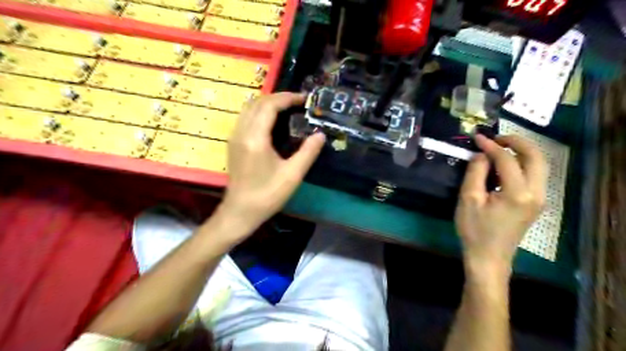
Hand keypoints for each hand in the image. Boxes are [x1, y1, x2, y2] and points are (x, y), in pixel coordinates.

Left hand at [219, 92, 324, 238]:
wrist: (240, 212)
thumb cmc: (267, 195)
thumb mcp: (292, 175)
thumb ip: (308, 152)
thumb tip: (320, 135)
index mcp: (256, 138)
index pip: (270, 105)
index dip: (288, 98)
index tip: (304, 99)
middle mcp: (241, 132)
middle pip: (257, 102)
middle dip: (278, 97)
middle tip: (298, 103)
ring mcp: (234, 137)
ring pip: (249, 107)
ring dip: (268, 103)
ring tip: (287, 109)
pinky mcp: (233, 143)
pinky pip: (245, 117)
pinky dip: (259, 111)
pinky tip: (272, 122)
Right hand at [456, 135, 548, 281]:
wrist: (488, 257)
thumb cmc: (475, 230)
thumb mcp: (469, 199)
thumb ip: (476, 172)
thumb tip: (481, 154)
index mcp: (517, 193)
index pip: (507, 160)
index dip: (491, 146)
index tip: (477, 137)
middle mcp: (536, 193)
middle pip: (536, 157)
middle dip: (517, 142)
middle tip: (496, 137)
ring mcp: (539, 199)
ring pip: (539, 165)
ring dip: (522, 151)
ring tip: (501, 147)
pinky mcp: (535, 203)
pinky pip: (535, 175)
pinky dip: (523, 163)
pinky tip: (506, 164)